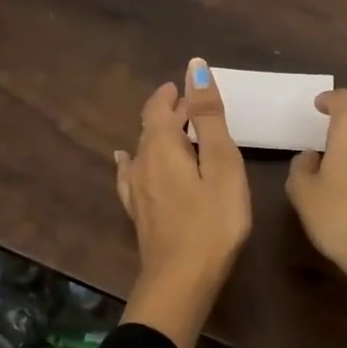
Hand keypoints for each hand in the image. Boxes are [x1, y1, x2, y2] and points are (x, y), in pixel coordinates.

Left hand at [114, 59, 251, 347]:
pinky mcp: (139, 212)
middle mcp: (142, 162)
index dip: (174, 93)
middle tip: (189, 102)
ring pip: (143, 149)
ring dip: (159, 134)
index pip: (161, 107)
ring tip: (173, 128)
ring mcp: (136, 190)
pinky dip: (133, 159)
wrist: (181, 280)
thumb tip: (194, 67)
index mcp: (162, 146)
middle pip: (151, 126)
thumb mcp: (221, 163)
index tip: (187, 83)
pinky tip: (124, 160)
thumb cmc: (212, 220)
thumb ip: (208, 116)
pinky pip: (130, 174)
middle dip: (169, 111)